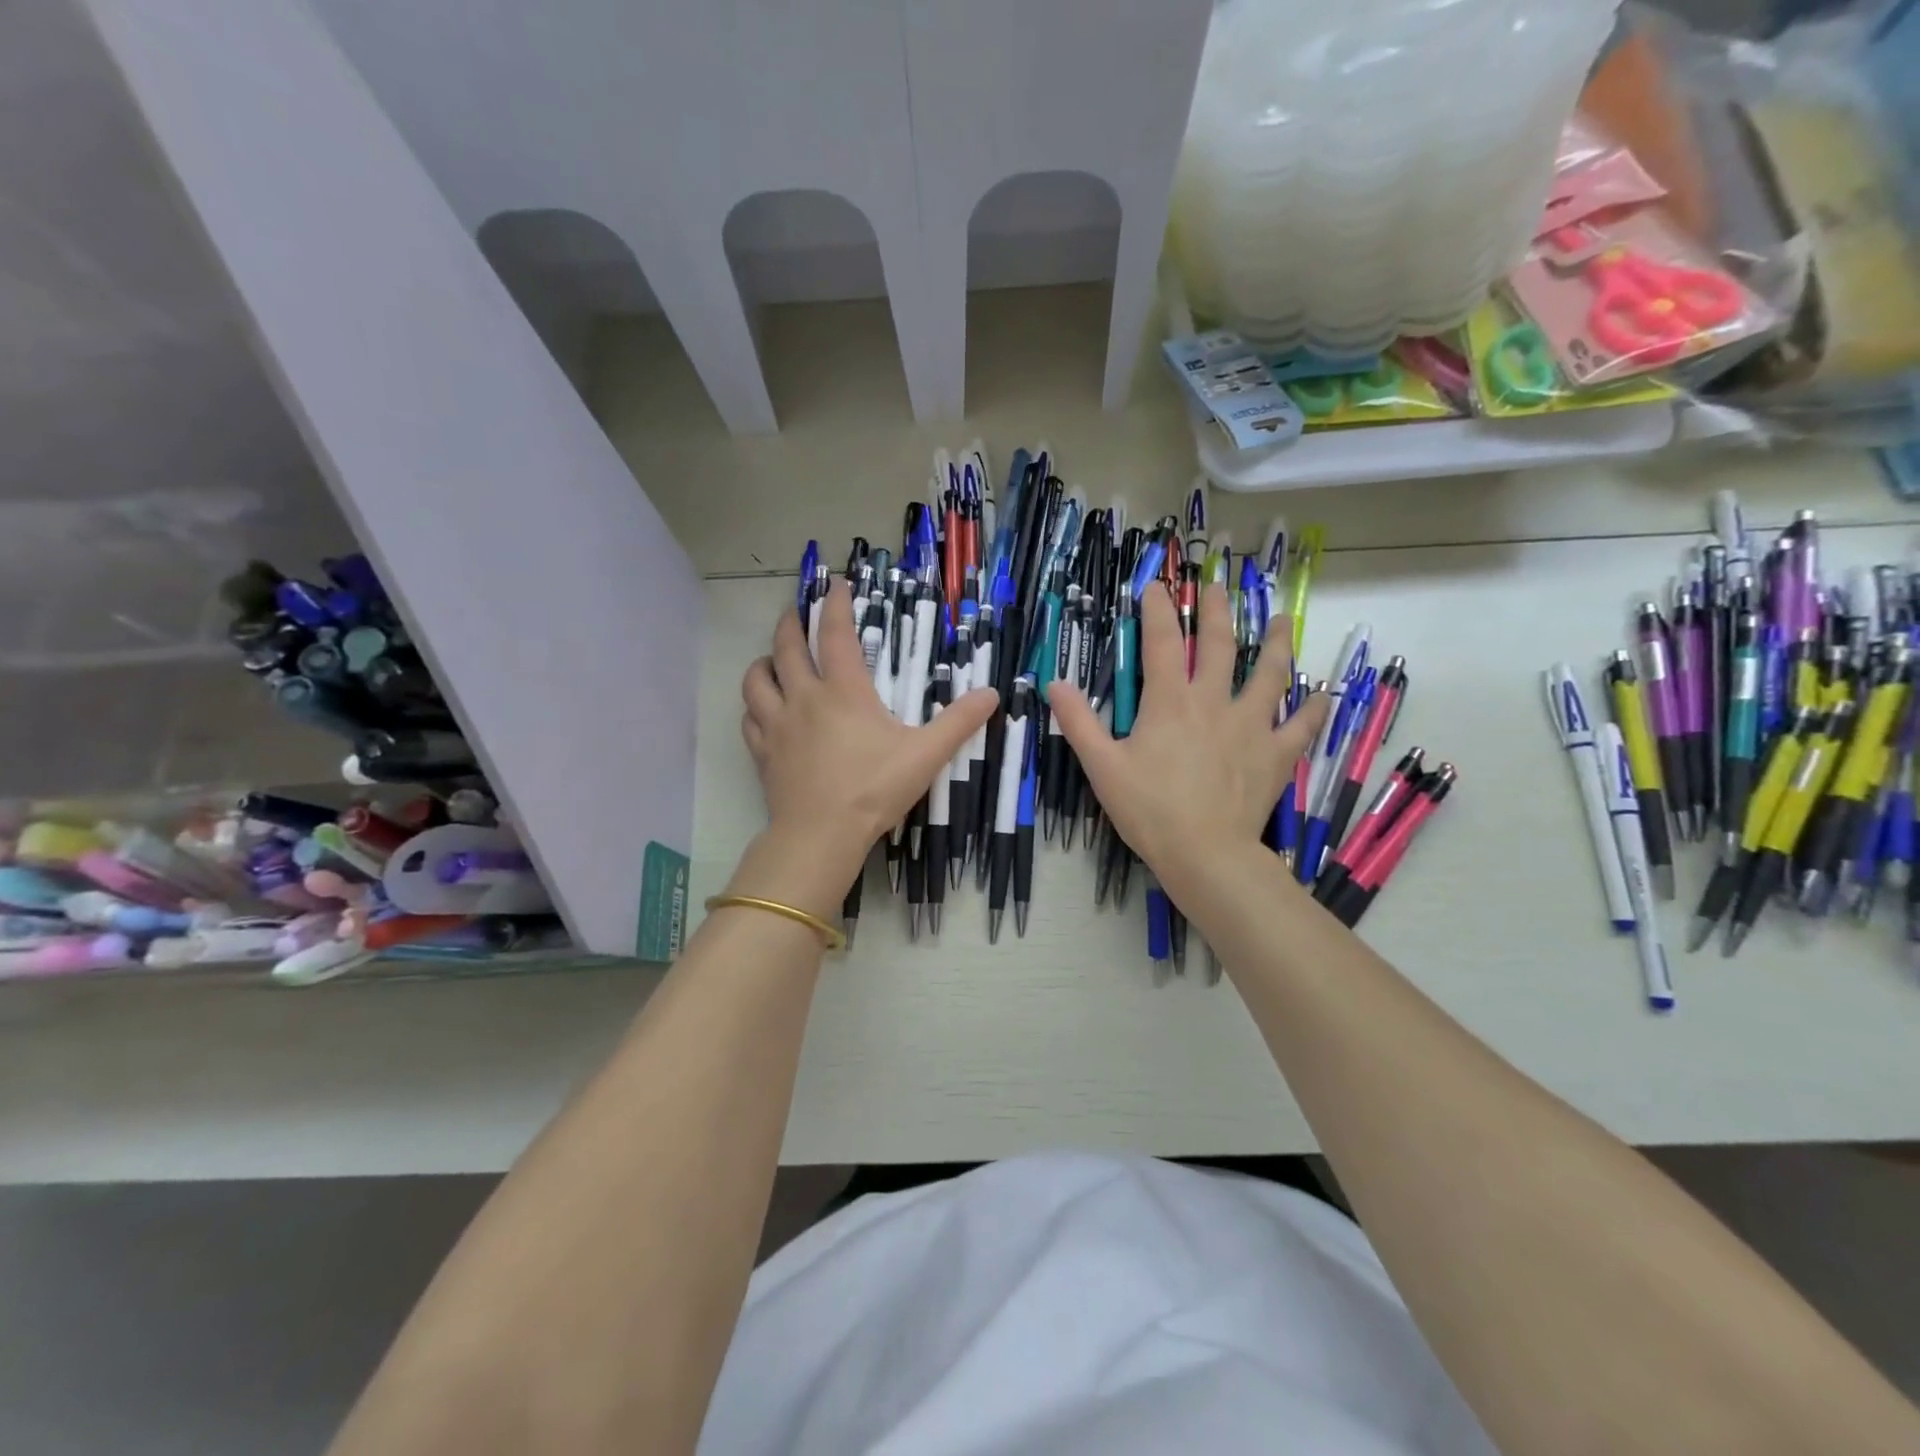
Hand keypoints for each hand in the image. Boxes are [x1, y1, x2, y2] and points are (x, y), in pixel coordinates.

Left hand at [736, 578, 996, 916]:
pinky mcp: (762, 752)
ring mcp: (777, 725)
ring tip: (775, 659)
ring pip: (756, 679)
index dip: (835, 604)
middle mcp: (804, 698)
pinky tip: (765, 710)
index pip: (834, 633)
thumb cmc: (875, 789)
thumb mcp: (926, 755)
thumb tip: (992, 694)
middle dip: (792, 621)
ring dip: (765, 661)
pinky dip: (755, 705)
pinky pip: (749, 718)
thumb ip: (959, 722)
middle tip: (799, 611)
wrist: (822, 834)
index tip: (836, 584)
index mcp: (843, 691)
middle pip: (786, 646)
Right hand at [1048, 583, 1326, 902]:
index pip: (1162, 642)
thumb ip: (1078, 722)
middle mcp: (1214, 703)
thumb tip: (1055, 684)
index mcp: (1170, 702)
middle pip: (1220, 645)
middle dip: (1217, 611)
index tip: (1155, 586)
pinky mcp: (1276, 755)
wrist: (1205, 853)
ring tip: (1282, 621)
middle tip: (1219, 586)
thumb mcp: (1101, 766)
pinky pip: (1301, 726)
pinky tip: (1321, 696)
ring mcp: (1251, 726)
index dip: (1157, 610)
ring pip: (1270, 675)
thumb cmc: (1149, 809)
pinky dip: (1312, 709)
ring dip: (1276, 644)